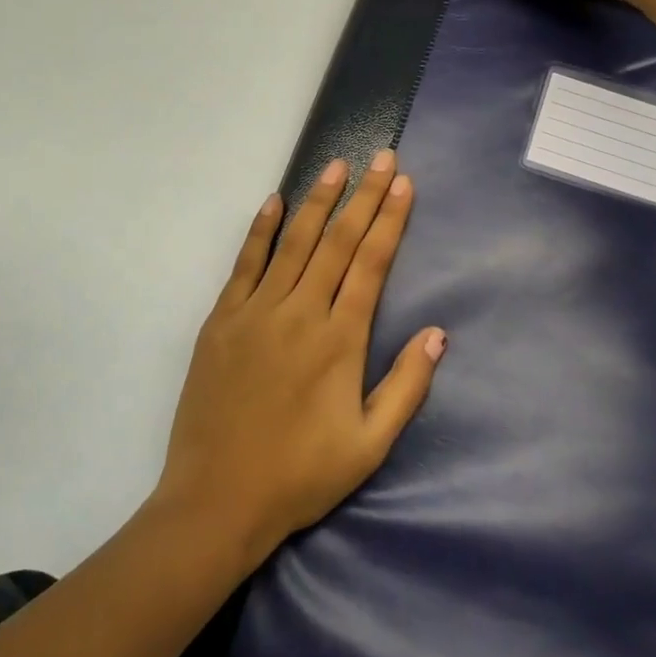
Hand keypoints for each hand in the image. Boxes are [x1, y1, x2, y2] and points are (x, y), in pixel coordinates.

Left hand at [154, 151, 445, 564]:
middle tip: (381, 157)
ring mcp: (256, 312)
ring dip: (317, 201)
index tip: (403, 184)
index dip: (390, 220)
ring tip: (336, 166)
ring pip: (294, 243)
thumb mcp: (369, 445)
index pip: (371, 263)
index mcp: (339, 340)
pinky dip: (261, 230)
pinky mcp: (221, 320)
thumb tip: (438, 333)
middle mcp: (300, 313)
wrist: (217, 500)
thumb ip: (406, 387)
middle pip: (337, 242)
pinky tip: (274, 202)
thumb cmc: (301, 476)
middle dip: (363, 196)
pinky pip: (245, 263)